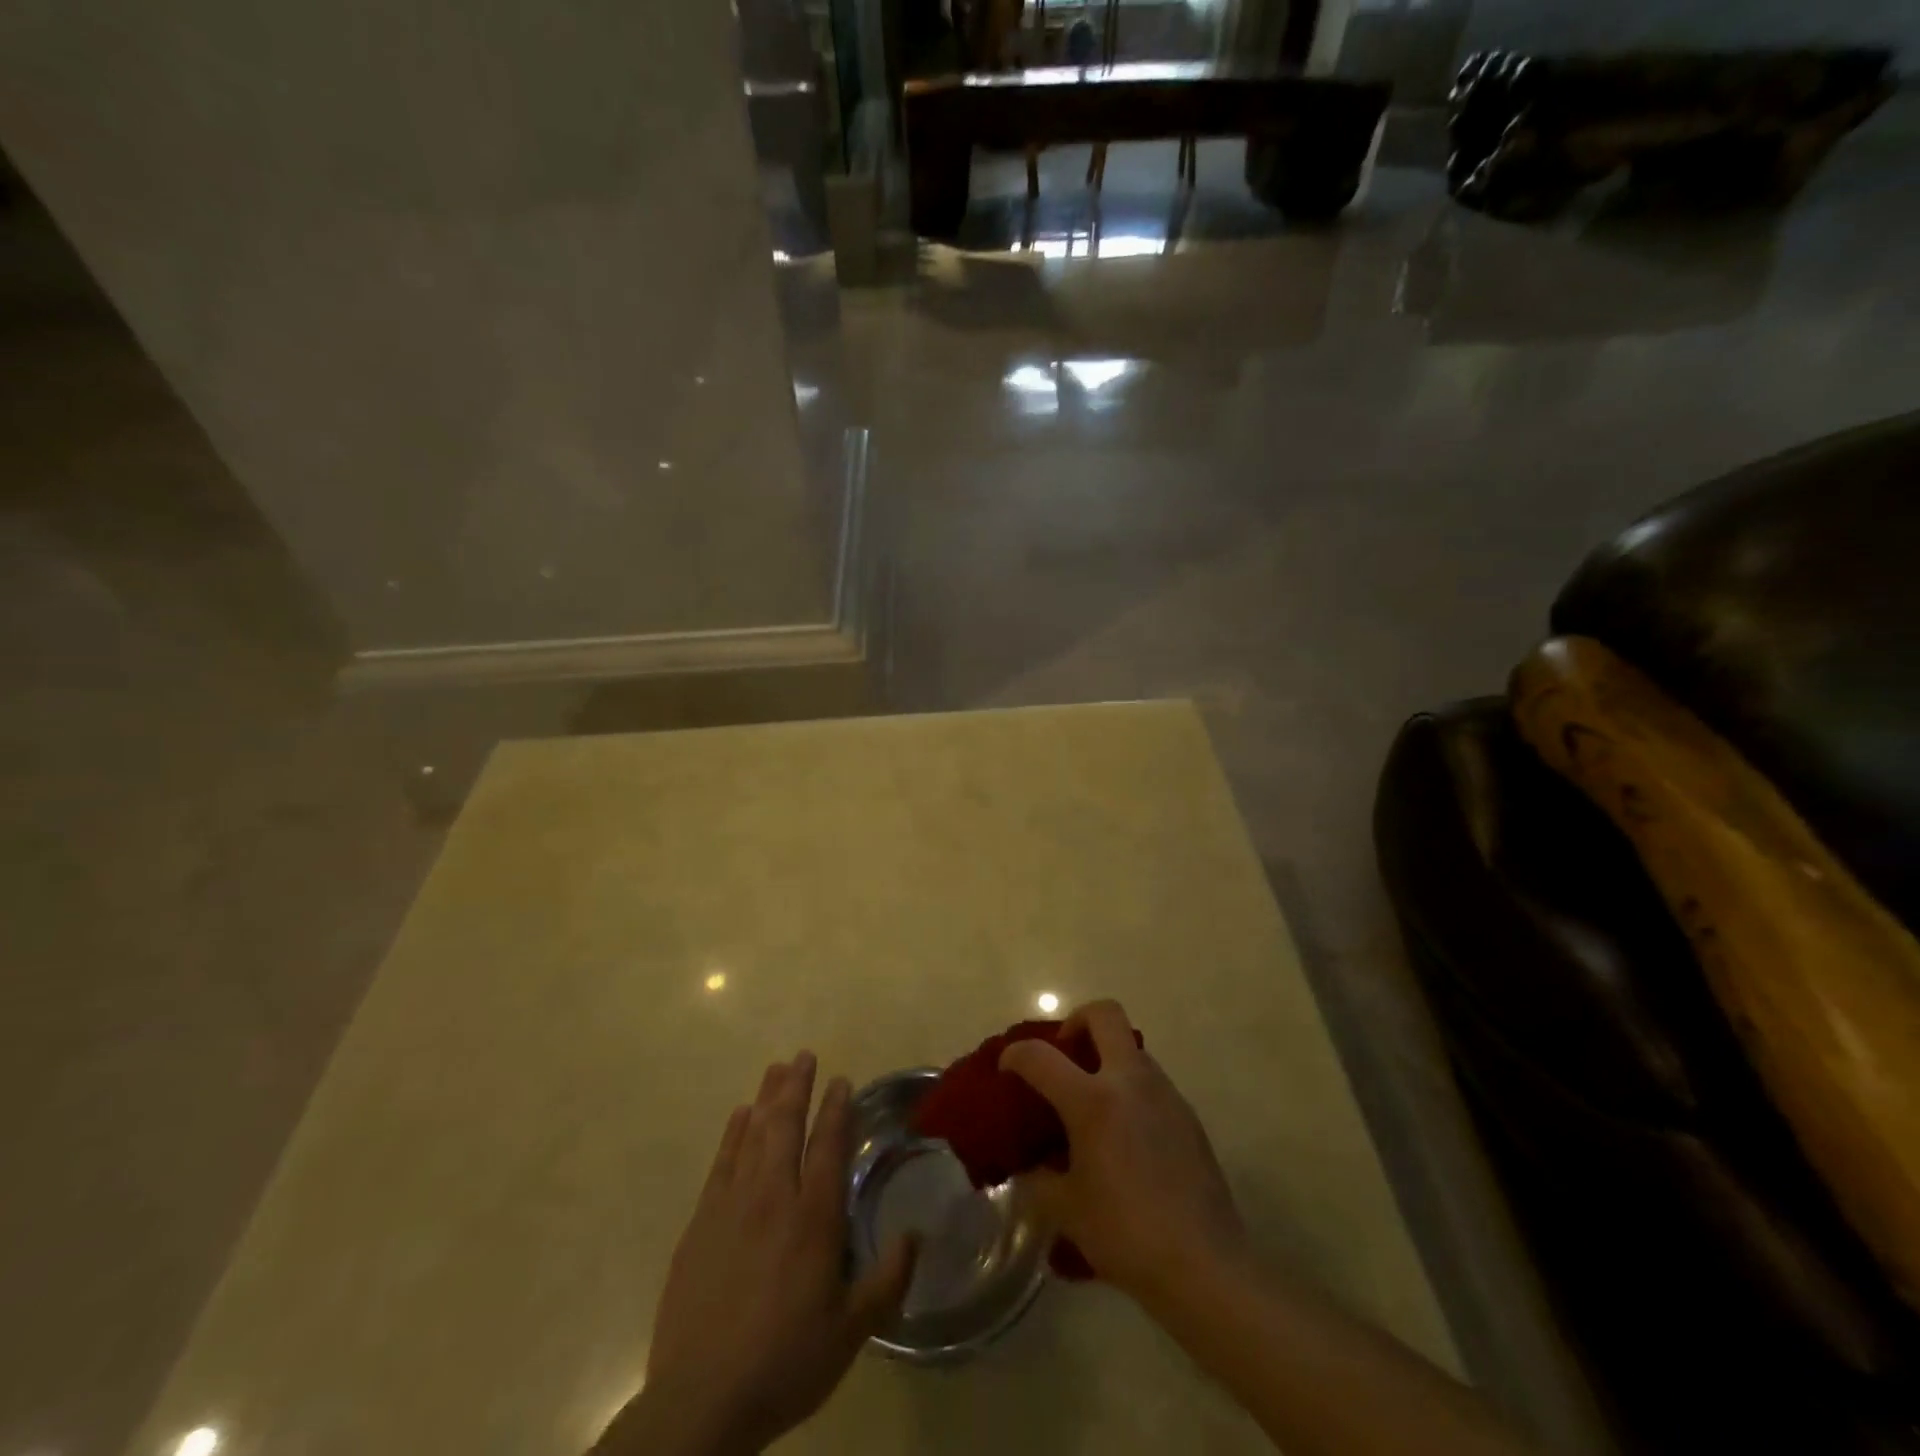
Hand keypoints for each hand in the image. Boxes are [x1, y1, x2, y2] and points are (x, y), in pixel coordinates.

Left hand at [599, 1054, 916, 1455]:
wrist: (700, 1402)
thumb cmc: (785, 1363)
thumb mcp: (851, 1332)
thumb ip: (888, 1279)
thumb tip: (916, 1234)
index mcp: (813, 1218)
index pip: (828, 1146)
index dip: (837, 1109)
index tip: (841, 1080)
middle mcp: (773, 1198)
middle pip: (786, 1127)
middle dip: (797, 1087)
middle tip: (803, 1055)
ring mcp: (732, 1206)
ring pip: (753, 1135)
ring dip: (767, 1098)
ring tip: (776, 1069)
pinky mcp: (700, 1223)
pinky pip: (721, 1162)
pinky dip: (733, 1133)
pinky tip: (740, 1115)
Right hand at [1000, 1001, 1246, 1306]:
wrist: (1205, 1266)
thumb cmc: (1126, 1233)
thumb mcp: (1066, 1209)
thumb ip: (1039, 1179)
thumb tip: (1031, 1167)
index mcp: (1093, 1100)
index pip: (1041, 1056)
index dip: (1016, 1056)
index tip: (1007, 1069)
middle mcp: (1130, 1081)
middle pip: (1104, 1014)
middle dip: (1076, 1021)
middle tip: (1063, 1055)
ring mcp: (1165, 1093)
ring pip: (1131, 1047)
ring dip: (1106, 1057)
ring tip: (1092, 1101)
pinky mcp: (1187, 1115)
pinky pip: (1151, 1081)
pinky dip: (1129, 1088)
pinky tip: (1124, 1134)